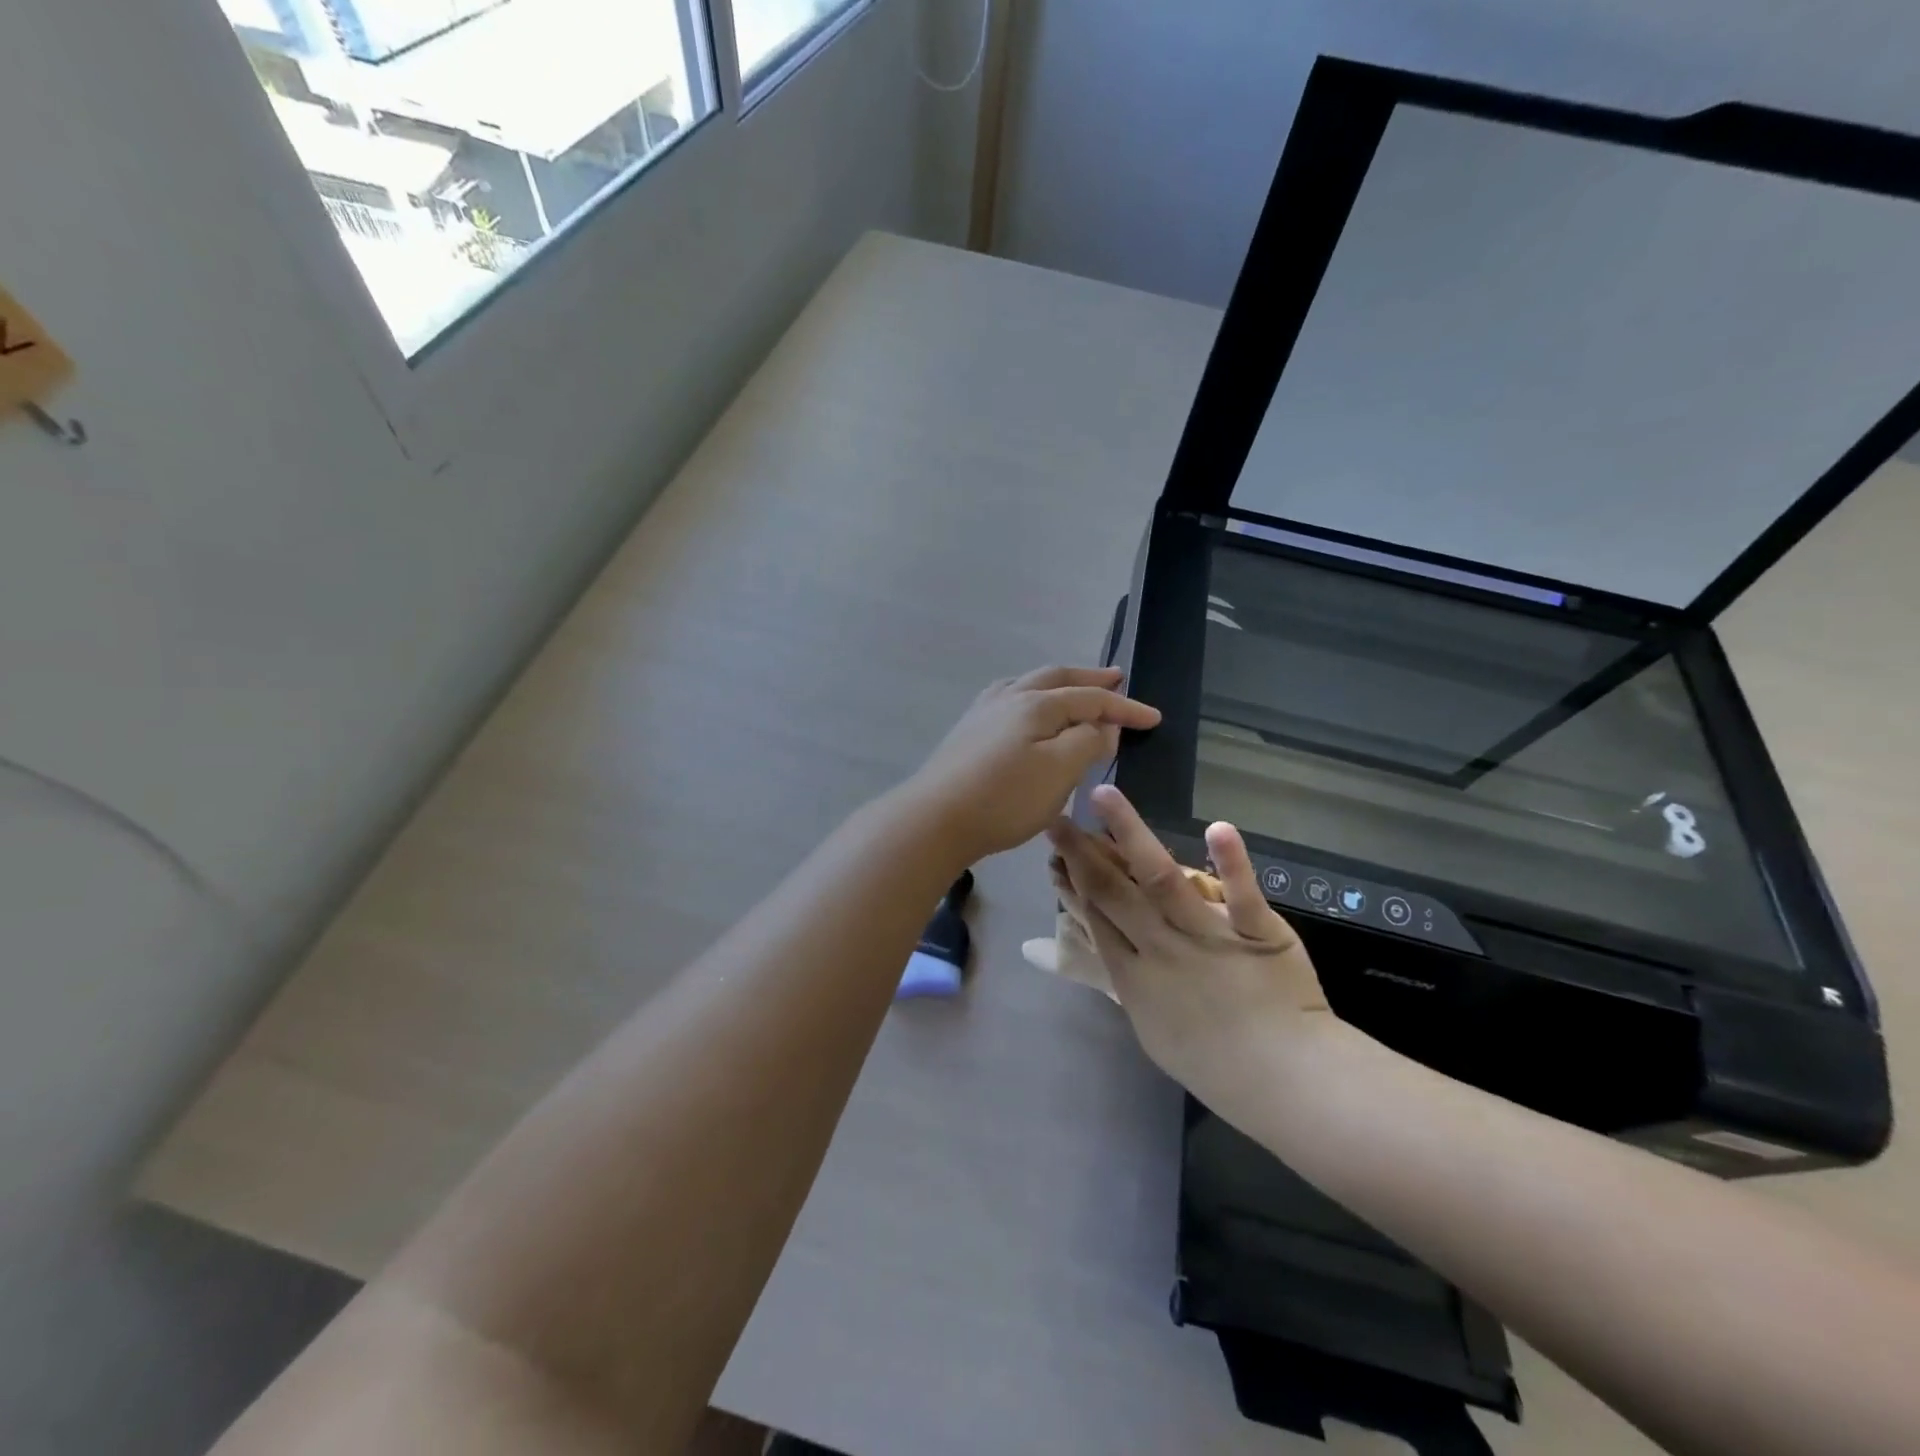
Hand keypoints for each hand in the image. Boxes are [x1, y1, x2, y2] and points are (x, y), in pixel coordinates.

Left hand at [904, 666, 1160, 864]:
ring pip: (1029, 684)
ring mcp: (983, 712)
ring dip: (1059, 684)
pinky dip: (1031, 696)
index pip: (1091, 698)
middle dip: (1090, 678)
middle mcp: (1009, 697)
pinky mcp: (968, 731)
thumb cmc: (1004, 798)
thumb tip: (1102, 726)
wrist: (934, 819)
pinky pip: (1009, 699)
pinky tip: (1026, 711)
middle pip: (1057, 678)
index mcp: (1036, 704)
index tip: (1153, 718)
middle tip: (1117, 676)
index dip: (1124, 707)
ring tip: (1075, 688)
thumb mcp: (1059, 772)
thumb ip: (1087, 743)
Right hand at [1046, 784, 1331, 1112]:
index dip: (1071, 882)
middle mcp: (1161, 948)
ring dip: (1130, 833)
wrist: (1285, 1083)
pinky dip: (1232, 862)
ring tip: (1104, 795)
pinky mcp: (1255, 931)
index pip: (1095, 916)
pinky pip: (1241, 894)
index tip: (1054, 854)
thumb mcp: (1154, 1031)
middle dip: (1081, 852)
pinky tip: (1218, 827)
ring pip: (1160, 878)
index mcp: (1134, 976)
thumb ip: (1133, 984)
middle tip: (1057, 819)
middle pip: (1112, 891)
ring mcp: (1207, 936)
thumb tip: (1116, 948)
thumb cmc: (1215, 1064)